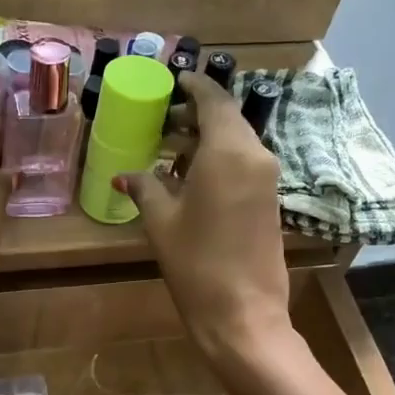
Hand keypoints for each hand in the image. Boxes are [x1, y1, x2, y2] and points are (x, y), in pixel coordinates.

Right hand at [118, 74, 289, 362]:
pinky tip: (188, 178)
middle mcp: (255, 155)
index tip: (173, 81)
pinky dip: (217, 160)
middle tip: (160, 120)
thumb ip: (145, 188)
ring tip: (168, 150)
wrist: (243, 314)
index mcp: (229, 151)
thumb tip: (125, 175)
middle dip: (194, 115)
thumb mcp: (161, 223)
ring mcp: (267, 179)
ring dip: (204, 140)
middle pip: (226, 119)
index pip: (213, 100)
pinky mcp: (269, 200)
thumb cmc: (197, 264)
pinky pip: (242, 165)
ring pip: (235, 142)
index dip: (192, 86)